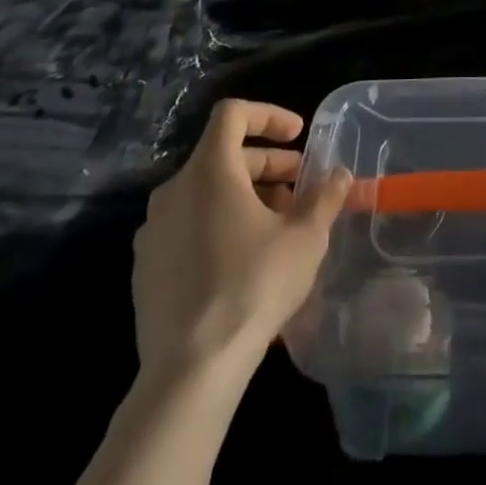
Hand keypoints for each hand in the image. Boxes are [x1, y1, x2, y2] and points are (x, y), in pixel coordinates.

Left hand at [132, 99, 351, 376]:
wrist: (190, 371)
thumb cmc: (253, 287)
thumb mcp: (305, 238)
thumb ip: (325, 197)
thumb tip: (340, 174)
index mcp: (208, 171)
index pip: (233, 114)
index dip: (268, 115)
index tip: (298, 136)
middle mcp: (173, 190)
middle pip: (222, 155)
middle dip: (266, 163)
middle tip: (300, 186)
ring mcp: (153, 230)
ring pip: (205, 192)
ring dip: (244, 195)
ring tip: (278, 225)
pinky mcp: (145, 267)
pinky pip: (187, 226)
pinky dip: (217, 224)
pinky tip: (243, 259)